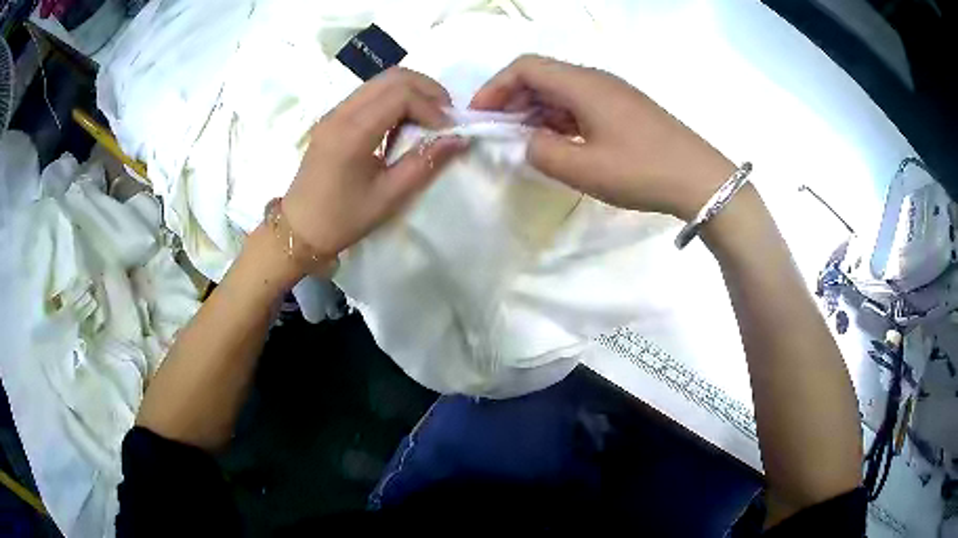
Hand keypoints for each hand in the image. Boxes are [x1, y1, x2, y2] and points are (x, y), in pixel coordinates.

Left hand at [282, 67, 467, 267]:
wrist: (299, 229)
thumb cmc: (342, 219)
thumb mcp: (388, 197)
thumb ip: (424, 163)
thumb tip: (459, 139)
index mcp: (352, 132)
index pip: (401, 94)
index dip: (432, 106)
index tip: (448, 130)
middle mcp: (341, 112)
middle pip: (392, 77)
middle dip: (427, 89)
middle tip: (445, 115)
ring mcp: (334, 112)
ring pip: (381, 81)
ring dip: (411, 91)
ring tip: (429, 118)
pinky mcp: (332, 117)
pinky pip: (369, 93)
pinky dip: (394, 98)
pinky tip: (403, 122)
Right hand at [470, 55, 734, 220]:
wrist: (700, 179)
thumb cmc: (642, 170)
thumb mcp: (584, 168)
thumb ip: (542, 152)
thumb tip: (528, 142)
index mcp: (582, 84)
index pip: (526, 67)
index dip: (495, 86)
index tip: (480, 116)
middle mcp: (595, 80)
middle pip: (542, 75)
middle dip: (512, 99)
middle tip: (498, 132)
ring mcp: (612, 94)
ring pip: (561, 90)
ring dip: (536, 110)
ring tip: (524, 141)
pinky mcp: (623, 109)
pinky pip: (580, 104)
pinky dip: (559, 118)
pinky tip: (558, 142)